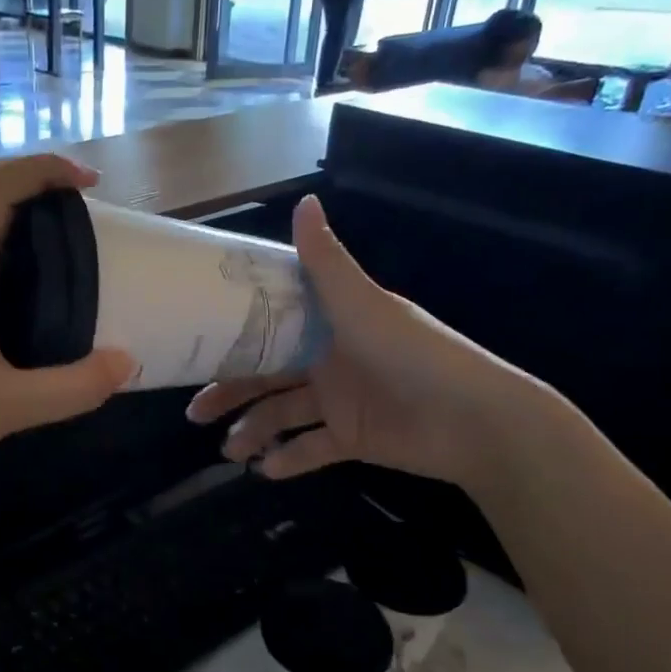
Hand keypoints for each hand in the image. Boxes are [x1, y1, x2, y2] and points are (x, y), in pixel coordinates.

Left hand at [0, 155, 133, 488]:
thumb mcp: (9, 407)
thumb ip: (72, 388)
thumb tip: (127, 363)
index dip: (41, 170)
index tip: (87, 181)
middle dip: (33, 181)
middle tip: (81, 201)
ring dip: (18, 211)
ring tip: (64, 233)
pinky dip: (7, 246)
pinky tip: (32, 283)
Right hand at [186, 195, 542, 489]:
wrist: (475, 420)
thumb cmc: (412, 353)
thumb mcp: (362, 303)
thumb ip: (327, 261)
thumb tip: (303, 199)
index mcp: (327, 323)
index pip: (268, 326)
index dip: (232, 336)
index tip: (195, 346)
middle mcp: (327, 359)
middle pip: (266, 376)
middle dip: (230, 393)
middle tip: (195, 414)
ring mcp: (339, 401)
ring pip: (282, 416)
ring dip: (253, 433)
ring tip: (231, 454)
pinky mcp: (352, 439)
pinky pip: (311, 449)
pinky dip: (288, 461)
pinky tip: (264, 472)